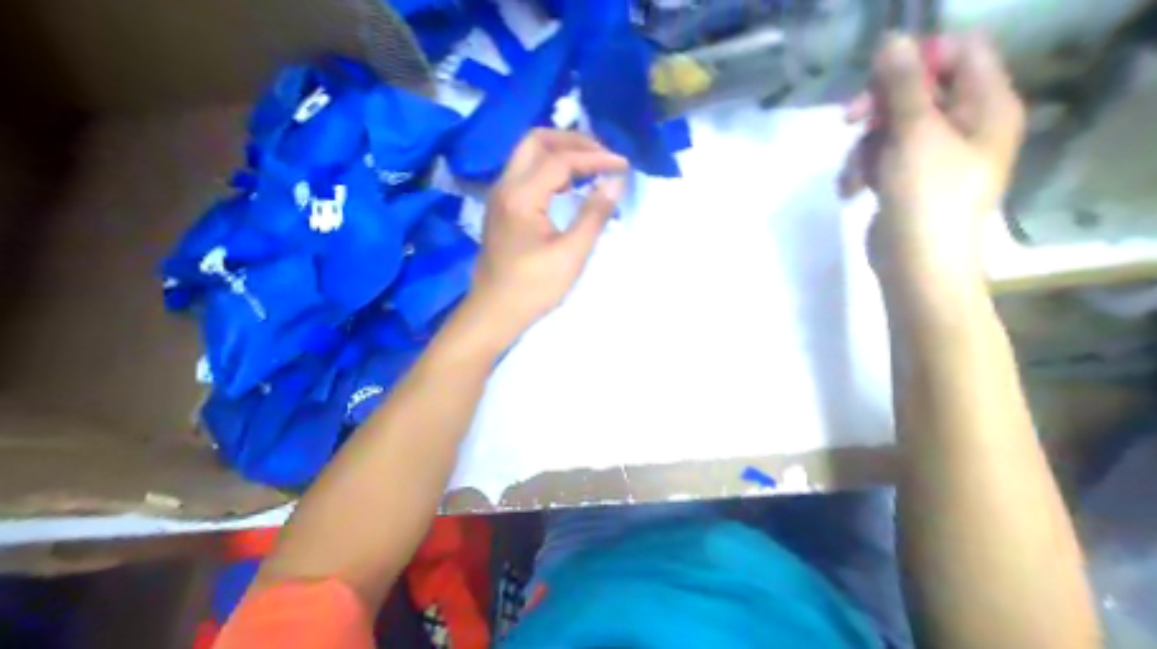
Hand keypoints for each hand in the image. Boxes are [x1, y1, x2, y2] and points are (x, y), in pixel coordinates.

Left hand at [464, 127, 628, 347]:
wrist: (493, 312)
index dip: (595, 157)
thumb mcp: (571, 254)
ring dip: (560, 152)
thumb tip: (615, 181)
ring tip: (591, 166)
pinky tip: (570, 185)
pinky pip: (525, 172)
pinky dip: (550, 168)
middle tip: (602, 155)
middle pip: (536, 140)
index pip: (561, 159)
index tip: (623, 165)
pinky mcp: (502, 207)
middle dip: (572, 141)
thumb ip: (594, 214)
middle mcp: (505, 186)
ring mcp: (500, 195)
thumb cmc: (533, 288)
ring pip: (528, 154)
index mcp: (521, 196)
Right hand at [848, 33, 1025, 280]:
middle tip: (851, 119)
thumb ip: (902, 84)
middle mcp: (968, 125)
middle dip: (879, 105)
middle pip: (920, 88)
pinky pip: (883, 155)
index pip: (962, 52)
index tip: (883, 80)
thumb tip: (891, 40)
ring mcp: (937, 154)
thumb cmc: (926, 198)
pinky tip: (851, 190)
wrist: (918, 266)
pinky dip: (864, 168)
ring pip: (893, 124)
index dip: (920, 58)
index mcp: (988, 106)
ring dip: (864, 145)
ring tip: (853, 174)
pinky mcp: (910, 178)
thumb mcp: (914, 134)